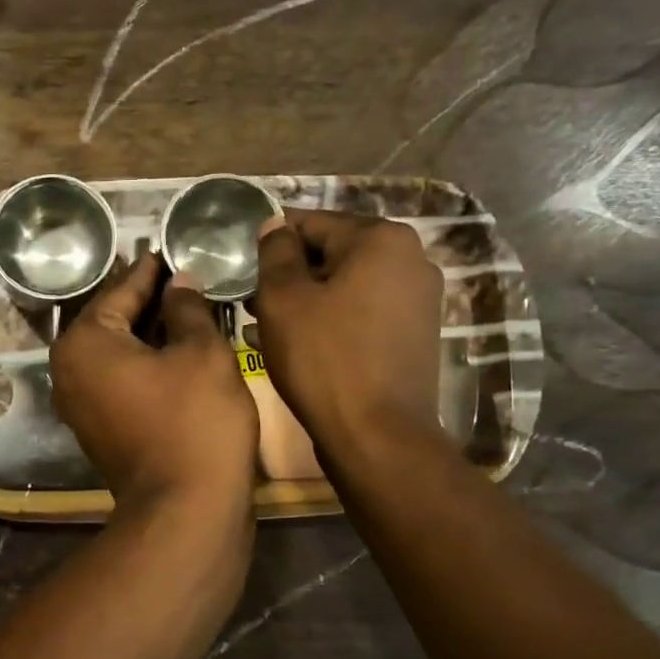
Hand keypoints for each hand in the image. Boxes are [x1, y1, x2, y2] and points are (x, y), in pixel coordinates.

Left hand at [49, 254, 257, 508]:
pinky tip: (179, 350)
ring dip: (151, 332)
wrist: (186, 511)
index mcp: (83, 343)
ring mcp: (80, 405)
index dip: (151, 269)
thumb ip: (187, 308)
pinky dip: (146, 363)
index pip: (120, 290)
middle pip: (113, 321)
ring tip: (189, 308)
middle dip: (149, 300)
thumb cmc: (194, 421)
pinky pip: (121, 380)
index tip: (169, 249)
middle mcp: (69, 371)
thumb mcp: (201, 352)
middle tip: (185, 276)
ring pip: (118, 353)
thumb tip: (179, 282)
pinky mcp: (99, 429)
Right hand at [251, 210, 444, 452]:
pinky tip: (295, 344)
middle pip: (332, 254)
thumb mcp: (283, 298)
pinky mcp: (414, 335)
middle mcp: (411, 260)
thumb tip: (275, 224)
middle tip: (250, 301)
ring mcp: (418, 300)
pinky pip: (361, 314)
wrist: (376, 435)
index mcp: (382, 239)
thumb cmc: (323, 358)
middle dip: (289, 274)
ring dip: (305, 300)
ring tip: (263, 325)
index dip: (270, 242)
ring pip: (345, 287)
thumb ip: (275, 251)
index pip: (311, 223)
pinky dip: (330, 321)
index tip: (241, 265)